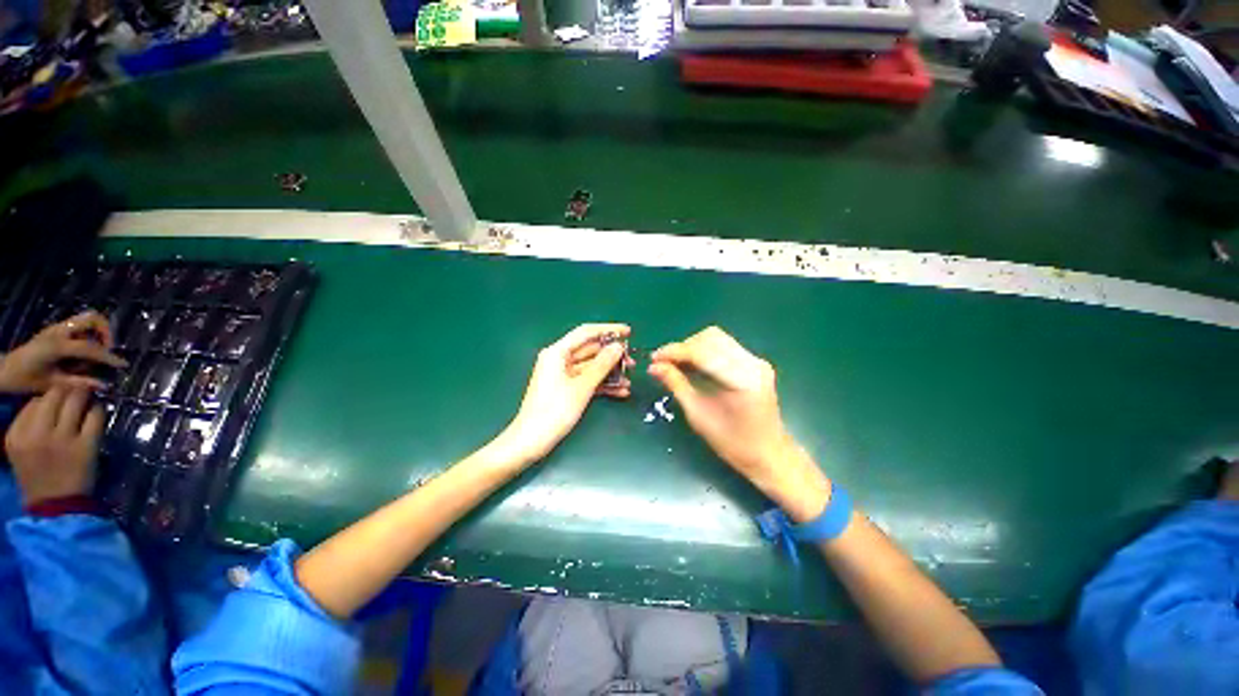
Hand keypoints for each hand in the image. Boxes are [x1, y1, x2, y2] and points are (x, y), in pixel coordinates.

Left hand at [0, 311, 126, 393]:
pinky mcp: (56, 329)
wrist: (3, 370)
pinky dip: (88, 334)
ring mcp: (56, 328)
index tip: (123, 365)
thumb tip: (103, 385)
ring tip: (97, 350)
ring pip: (87, 318)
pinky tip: (84, 350)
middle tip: (108, 348)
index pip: (91, 348)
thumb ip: (78, 383)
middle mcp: (59, 331)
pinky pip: (79, 325)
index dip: (109, 357)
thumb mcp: (52, 385)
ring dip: (97, 331)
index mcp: (58, 345)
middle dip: (106, 331)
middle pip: (92, 318)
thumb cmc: (25, 380)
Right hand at [5, 384, 105, 505]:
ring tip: (89, 398)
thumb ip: (29, 423)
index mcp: (17, 434)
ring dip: (85, 395)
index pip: (35, 399)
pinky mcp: (85, 445)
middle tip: (78, 391)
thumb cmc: (38, 475)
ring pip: (76, 400)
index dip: (51, 394)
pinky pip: (95, 416)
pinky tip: (97, 412)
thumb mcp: (21, 448)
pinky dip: (98, 410)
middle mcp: (37, 434)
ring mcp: (62, 439)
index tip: (60, 396)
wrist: (55, 505)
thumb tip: (47, 397)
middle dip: (69, 389)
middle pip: (56, 395)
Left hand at [498, 324, 633, 464]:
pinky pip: (588, 381)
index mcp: (557, 352)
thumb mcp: (582, 387)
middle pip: (590, 350)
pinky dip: (603, 384)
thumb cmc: (554, 411)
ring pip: (591, 367)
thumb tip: (618, 347)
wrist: (531, 441)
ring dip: (610, 372)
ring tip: (630, 378)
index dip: (608, 330)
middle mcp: (559, 360)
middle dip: (612, 355)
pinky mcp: (567, 389)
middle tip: (632, 361)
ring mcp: (563, 375)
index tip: (628, 332)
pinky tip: (621, 391)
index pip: (586, 333)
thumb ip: (601, 365)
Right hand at [648, 326, 829, 519]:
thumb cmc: (733, 443)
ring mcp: (756, 361)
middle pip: (711, 338)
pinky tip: (692, 366)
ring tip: (675, 364)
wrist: (769, 455)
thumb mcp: (698, 415)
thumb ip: (676, 385)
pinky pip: (724, 347)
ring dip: (693, 347)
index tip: (654, 358)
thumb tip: (654, 367)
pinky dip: (704, 352)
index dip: (675, 352)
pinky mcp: (755, 364)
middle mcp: (752, 363)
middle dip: (683, 347)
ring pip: (717, 339)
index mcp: (741, 379)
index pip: (702, 352)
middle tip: (664, 363)